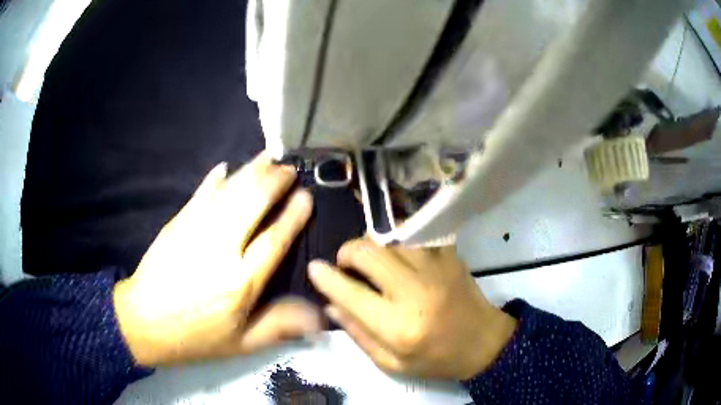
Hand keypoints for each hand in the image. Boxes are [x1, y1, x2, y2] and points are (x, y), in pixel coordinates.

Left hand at [113, 152, 320, 366]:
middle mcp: (220, 250)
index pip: (273, 240)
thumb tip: (318, 315)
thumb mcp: (241, 344)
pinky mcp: (176, 223)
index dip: (292, 216)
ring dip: (250, 171)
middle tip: (288, 168)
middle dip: (273, 181)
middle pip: (251, 204)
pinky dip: (214, 178)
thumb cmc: (197, 336)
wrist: (144, 321)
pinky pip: (200, 194)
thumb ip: (279, 326)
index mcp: (240, 283)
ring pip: (228, 192)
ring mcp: (194, 231)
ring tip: (268, 157)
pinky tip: (225, 167)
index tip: (306, 196)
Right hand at [308, 239, 516, 379]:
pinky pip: (417, 233)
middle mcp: (415, 291)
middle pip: (368, 252)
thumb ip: (358, 334)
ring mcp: (435, 268)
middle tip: (346, 264)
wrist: (483, 343)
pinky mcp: (449, 256)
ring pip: (390, 237)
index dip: (326, 277)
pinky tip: (397, 251)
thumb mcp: (392, 363)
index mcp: (398, 326)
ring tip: (371, 259)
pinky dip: (400, 238)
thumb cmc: (436, 359)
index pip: (350, 292)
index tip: (315, 268)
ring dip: (373, 244)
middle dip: (347, 252)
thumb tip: (331, 304)